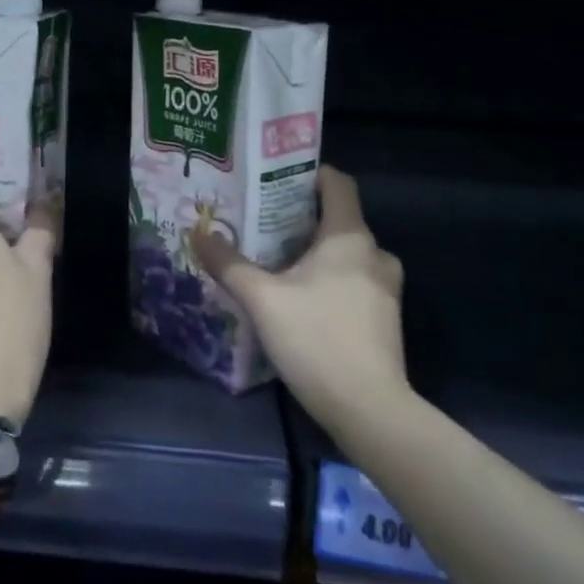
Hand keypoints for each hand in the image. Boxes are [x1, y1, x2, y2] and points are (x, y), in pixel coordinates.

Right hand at [193, 165, 408, 434]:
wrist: (369, 409)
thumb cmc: (316, 339)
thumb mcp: (262, 299)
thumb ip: (229, 263)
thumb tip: (199, 233)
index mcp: (350, 237)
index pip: (338, 183)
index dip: (308, 174)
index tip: (274, 180)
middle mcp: (374, 254)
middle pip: (337, 218)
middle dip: (300, 217)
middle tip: (260, 223)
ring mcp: (384, 287)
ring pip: (345, 253)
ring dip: (313, 251)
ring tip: (274, 260)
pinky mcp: (383, 317)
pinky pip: (352, 279)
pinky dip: (327, 278)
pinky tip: (297, 297)